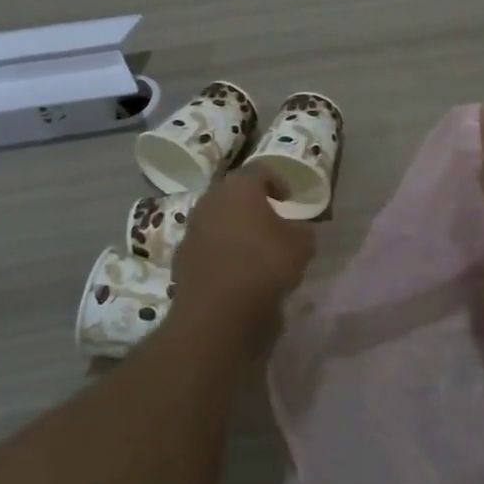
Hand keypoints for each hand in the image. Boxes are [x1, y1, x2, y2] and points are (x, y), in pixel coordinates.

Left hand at [171, 168, 315, 334]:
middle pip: (232, 194)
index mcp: (238, 187)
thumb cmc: (265, 265)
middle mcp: (209, 201)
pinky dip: (221, 253)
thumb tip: (297, 230)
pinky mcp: (181, 259)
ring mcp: (191, 230)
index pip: (259, 170)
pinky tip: (237, 271)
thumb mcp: (302, 245)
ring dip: (234, 229)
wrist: (218, 313)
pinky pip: (207, 247)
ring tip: (254, 247)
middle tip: (270, 218)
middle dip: (251, 203)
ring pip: (217, 220)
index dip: (277, 180)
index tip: (289, 198)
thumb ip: (302, 230)